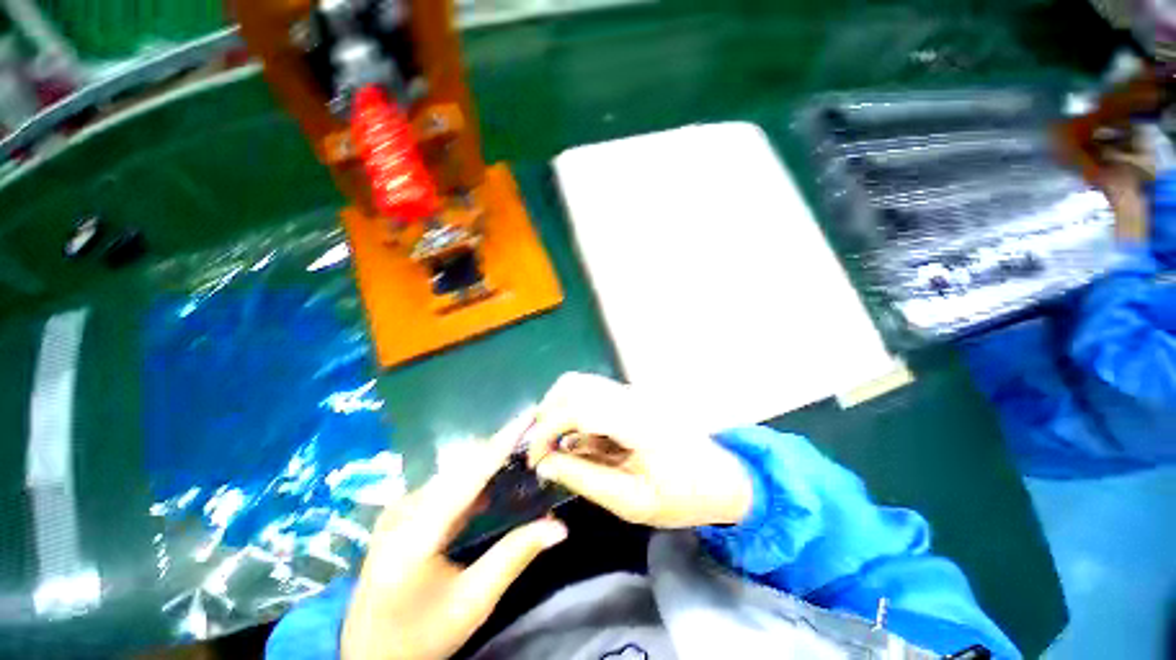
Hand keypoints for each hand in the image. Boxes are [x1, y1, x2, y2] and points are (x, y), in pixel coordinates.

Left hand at [342, 415, 567, 659]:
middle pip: (461, 466)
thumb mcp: (472, 602)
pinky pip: (445, 485)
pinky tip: (492, 481)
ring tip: (521, 448)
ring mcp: (399, 510)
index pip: (470, 474)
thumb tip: (559, 528)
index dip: (502, 441)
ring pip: (453, 472)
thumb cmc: (421, 635)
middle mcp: (404, 510)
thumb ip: (515, 557)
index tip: (527, 415)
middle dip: (499, 445)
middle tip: (533, 431)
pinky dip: (473, 477)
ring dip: (487, 459)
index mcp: (416, 533)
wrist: (368, 655)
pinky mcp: (402, 514)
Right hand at [523, 373, 753, 528]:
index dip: (546, 430)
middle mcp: (631, 396)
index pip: (577, 408)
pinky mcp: (631, 397)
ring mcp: (632, 393)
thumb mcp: (632, 502)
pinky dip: (575, 413)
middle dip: (547, 415)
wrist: (722, 477)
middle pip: (573, 384)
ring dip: (559, 411)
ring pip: (580, 385)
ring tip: (558, 447)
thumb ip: (585, 479)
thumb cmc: (683, 496)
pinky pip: (592, 395)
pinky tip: (581, 441)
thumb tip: (546, 463)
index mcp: (636, 421)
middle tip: (542, 450)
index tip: (534, 460)